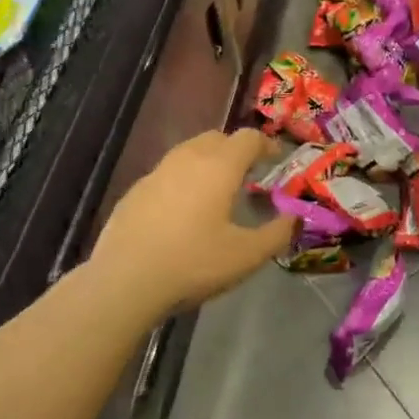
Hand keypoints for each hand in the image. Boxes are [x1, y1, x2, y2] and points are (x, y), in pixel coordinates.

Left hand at [90, 129, 296, 317]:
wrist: (124, 281)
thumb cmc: (193, 263)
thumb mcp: (247, 255)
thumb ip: (278, 233)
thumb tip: (294, 218)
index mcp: (219, 166)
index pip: (248, 138)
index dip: (267, 145)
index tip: (276, 161)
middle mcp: (187, 158)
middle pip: (217, 138)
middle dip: (236, 150)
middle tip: (247, 176)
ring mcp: (156, 172)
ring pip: (189, 152)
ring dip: (207, 163)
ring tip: (216, 193)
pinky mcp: (135, 191)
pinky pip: (167, 174)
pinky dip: (183, 181)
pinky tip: (182, 213)